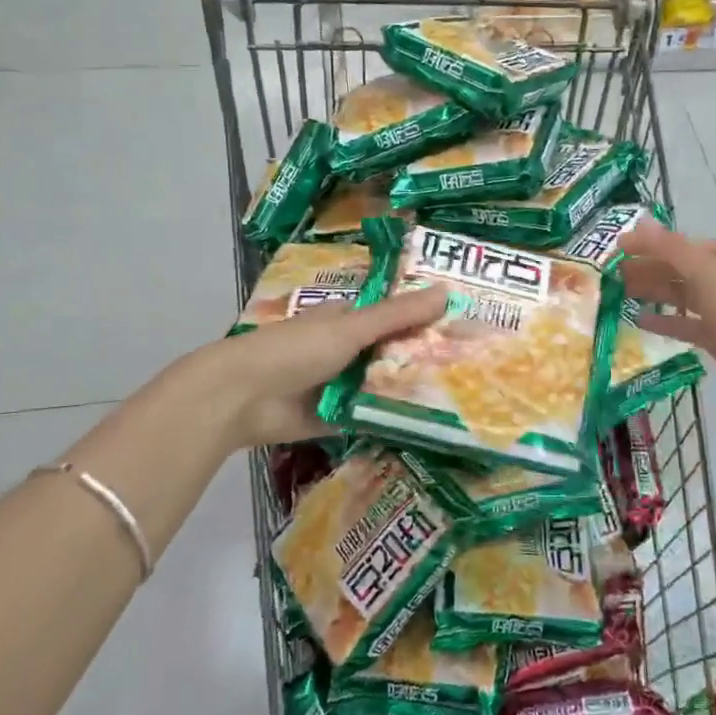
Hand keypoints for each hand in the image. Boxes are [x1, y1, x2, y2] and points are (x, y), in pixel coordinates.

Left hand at [205, 285, 449, 450]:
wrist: (243, 399)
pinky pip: (371, 416)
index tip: (464, 326)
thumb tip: (447, 290)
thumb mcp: (351, 327)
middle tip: (472, 366)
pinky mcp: (337, 418)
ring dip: (411, 390)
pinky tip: (431, 424)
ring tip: (463, 396)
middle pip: (392, 352)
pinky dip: (393, 419)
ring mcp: (341, 385)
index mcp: (347, 319)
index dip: (424, 319)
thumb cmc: (296, 349)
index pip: (393, 316)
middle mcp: (346, 350)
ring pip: (384, 385)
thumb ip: (397, 315)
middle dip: (423, 358)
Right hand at [619, 221, 715, 414]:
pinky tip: (639, 321)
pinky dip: (664, 320)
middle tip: (607, 277)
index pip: (673, 244)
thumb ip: (670, 248)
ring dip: (650, 292)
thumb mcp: (707, 274)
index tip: (609, 252)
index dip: (643, 246)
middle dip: (643, 269)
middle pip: (674, 268)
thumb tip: (639, 222)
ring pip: (677, 295)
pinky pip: (684, 324)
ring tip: (617, 294)